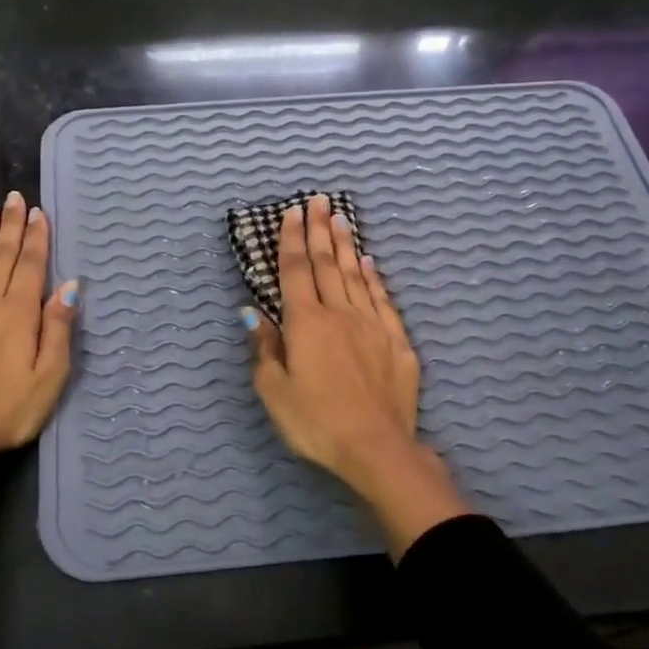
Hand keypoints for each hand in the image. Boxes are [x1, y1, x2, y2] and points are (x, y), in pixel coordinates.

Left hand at [0, 191, 76, 501]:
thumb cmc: (6, 411)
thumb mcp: (49, 377)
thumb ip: (58, 329)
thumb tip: (69, 286)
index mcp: (18, 314)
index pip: (31, 266)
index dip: (36, 238)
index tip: (38, 212)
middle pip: (2, 257)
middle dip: (10, 226)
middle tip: (14, 198)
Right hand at [245, 195, 468, 556]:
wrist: (377, 448)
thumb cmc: (316, 422)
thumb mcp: (274, 391)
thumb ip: (264, 348)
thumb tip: (252, 313)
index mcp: (305, 323)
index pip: (295, 271)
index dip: (291, 240)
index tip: (293, 212)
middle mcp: (339, 314)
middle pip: (327, 264)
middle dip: (320, 230)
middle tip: (319, 200)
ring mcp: (372, 325)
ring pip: (356, 275)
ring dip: (347, 245)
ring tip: (341, 218)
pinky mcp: (396, 342)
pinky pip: (382, 299)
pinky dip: (374, 277)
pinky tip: (370, 263)